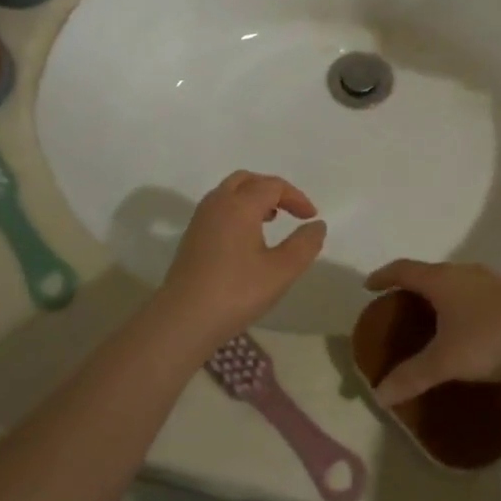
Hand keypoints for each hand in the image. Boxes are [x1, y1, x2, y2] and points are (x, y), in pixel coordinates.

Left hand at [158, 172, 325, 341]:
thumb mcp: (281, 271)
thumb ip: (304, 245)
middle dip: (272, 189)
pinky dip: (237, 210)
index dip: (296, 197)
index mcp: (240, 205)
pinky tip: (247, 239)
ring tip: (271, 220)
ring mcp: (200, 220)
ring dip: (252, 198)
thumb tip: (317, 225)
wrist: (183, 320)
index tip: (311, 217)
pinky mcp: (191, 237)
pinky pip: (219, 209)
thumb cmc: (236, 292)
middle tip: (289, 209)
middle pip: (246, 180)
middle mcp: (217, 204)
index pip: (273, 185)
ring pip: (229, 193)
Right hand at [362, 259, 500, 405]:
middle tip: (398, 304)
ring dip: (439, 294)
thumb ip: (411, 376)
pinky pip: (474, 293)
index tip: (369, 286)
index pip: (404, 269)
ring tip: (431, 314)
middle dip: (411, 286)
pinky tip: (466, 325)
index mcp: (442, 280)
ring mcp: (491, 281)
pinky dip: (461, 303)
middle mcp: (464, 273)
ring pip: (455, 281)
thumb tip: (379, 395)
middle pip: (429, 272)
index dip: (384, 276)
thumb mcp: (445, 362)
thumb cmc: (488, 341)